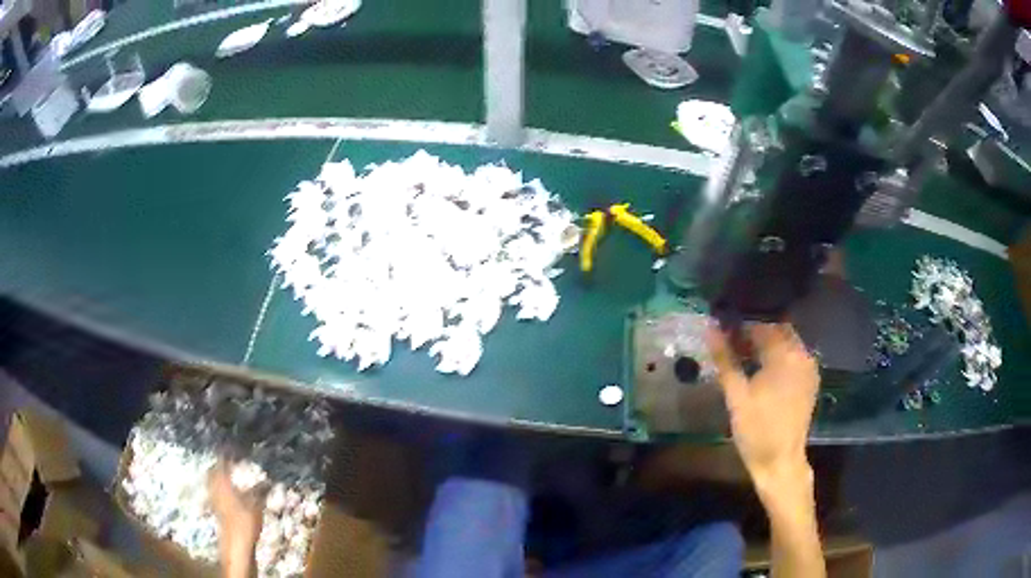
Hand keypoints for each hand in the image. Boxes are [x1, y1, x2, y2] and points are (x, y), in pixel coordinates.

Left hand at [209, 461, 264, 577]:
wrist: (236, 544)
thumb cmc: (245, 522)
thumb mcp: (256, 505)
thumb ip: (260, 490)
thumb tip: (269, 479)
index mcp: (222, 481)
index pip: (222, 460)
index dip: (227, 452)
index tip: (234, 446)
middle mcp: (214, 486)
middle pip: (213, 469)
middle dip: (220, 462)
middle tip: (230, 458)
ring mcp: (213, 498)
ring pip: (212, 479)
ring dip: (219, 474)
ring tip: (229, 472)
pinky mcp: (216, 508)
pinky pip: (215, 489)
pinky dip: (220, 485)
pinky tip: (229, 491)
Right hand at [707, 323, 819, 483]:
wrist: (780, 461)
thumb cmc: (755, 429)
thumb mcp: (736, 394)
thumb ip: (724, 358)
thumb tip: (710, 329)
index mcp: (786, 354)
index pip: (762, 326)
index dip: (741, 327)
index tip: (723, 332)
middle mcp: (803, 355)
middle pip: (777, 332)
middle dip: (755, 334)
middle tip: (732, 344)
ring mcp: (809, 368)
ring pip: (787, 344)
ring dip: (767, 346)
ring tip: (744, 358)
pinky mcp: (810, 382)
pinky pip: (794, 358)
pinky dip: (779, 358)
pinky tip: (763, 371)